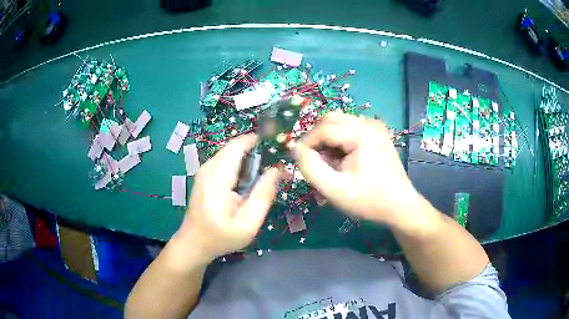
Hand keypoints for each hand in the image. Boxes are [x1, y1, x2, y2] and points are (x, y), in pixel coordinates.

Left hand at [177, 134, 279, 262]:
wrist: (194, 242)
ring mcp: (205, 170)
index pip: (238, 145)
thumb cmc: (221, 237)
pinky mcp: (206, 175)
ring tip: (267, 174)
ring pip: (232, 153)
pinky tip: (250, 182)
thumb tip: (277, 170)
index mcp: (217, 178)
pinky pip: (227, 161)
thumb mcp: (248, 223)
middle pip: (236, 147)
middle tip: (277, 165)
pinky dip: (242, 165)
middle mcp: (209, 167)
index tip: (279, 146)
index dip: (259, 140)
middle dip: (258, 151)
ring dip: (251, 158)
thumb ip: (263, 195)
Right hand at [293, 112, 420, 225]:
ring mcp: (375, 127)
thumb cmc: (369, 200)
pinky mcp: (377, 134)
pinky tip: (343, 161)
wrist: (400, 206)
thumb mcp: (335, 190)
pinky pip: (350, 130)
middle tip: (315, 162)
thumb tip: (295, 149)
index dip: (306, 144)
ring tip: (330, 164)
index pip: (323, 129)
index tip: (300, 162)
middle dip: (317, 139)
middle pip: (331, 120)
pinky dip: (340, 142)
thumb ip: (311, 168)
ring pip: (339, 124)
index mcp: (361, 133)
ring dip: (328, 140)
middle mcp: (369, 123)